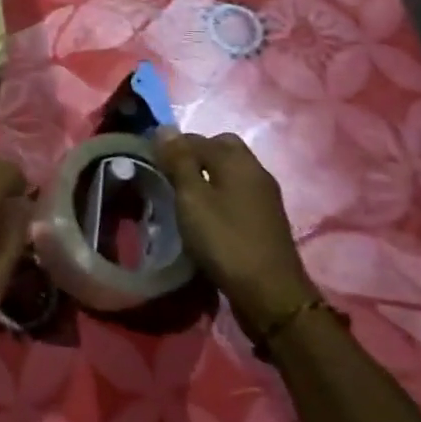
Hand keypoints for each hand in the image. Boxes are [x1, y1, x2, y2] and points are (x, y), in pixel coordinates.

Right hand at [154, 129, 314, 331]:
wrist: (270, 294)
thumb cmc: (225, 241)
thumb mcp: (192, 199)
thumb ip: (179, 161)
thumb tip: (165, 127)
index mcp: (237, 161)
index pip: (198, 138)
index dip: (172, 145)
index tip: (150, 161)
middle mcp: (255, 171)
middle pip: (221, 149)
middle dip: (194, 155)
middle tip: (169, 175)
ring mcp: (265, 196)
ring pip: (230, 172)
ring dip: (207, 176)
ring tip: (183, 196)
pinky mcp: (266, 219)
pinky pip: (237, 192)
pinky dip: (219, 194)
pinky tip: (205, 215)